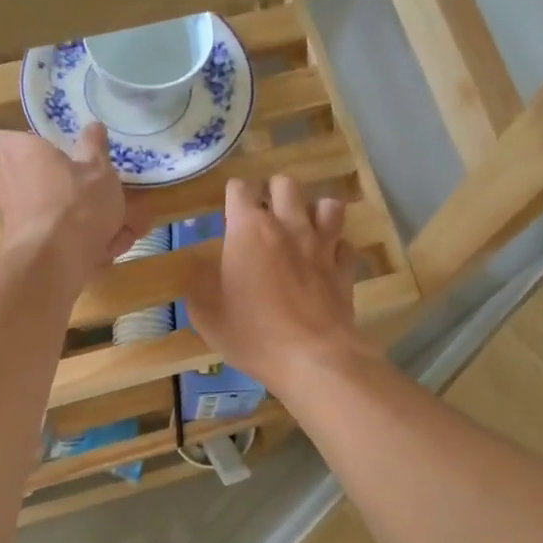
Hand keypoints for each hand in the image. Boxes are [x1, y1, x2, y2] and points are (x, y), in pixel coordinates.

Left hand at [0, 124, 145, 289]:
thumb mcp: (98, 170)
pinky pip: (45, 241)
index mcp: (16, 153)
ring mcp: (6, 221)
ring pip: (36, 214)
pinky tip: (101, 252)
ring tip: (103, 229)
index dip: (14, 144)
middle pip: (18, 179)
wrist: (54, 262)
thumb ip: (94, 148)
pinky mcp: (16, 251)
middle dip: (46, 187)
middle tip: (79, 192)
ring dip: (62, 220)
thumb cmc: (75, 202)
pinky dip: (67, 244)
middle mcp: (2, 184)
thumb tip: (93, 127)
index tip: (39, 151)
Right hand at [182, 174, 374, 394]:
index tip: (230, 209)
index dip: (234, 194)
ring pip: (326, 204)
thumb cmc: (252, 333)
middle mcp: (289, 226)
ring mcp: (322, 245)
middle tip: (265, 214)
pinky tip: (326, 260)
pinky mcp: (344, 268)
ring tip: (302, 228)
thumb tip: (197, 264)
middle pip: (285, 184)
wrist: (311, 358)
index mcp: (249, 230)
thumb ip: (197, 281)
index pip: (241, 189)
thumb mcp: (206, 313)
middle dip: (273, 192)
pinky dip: (335, 247)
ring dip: (312, 210)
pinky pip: (344, 244)